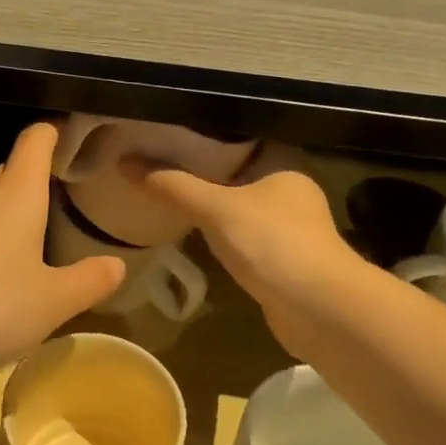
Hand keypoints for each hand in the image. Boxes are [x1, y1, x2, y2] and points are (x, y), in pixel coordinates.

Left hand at [0, 123, 124, 373]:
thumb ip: (89, 280)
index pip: (35, 141)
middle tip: (63, 195)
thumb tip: (118, 264)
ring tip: (32, 229)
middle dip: (35, 174)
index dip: (53, 133)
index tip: (73, 139)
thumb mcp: (54, 301)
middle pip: (11, 167)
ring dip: (8, 205)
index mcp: (17, 195)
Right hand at [122, 148, 362, 361]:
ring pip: (241, 209)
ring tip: (170, 194)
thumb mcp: (215, 208)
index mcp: (284, 166)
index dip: (206, 137)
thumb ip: (172, 185)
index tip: (169, 134)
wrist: (320, 310)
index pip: (241, 140)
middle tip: (160, 164)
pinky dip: (222, 236)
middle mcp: (291, 194)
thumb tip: (125, 162)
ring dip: (213, 207)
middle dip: (204, 173)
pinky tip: (195, 234)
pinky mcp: (283, 263)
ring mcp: (290, 231)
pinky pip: (244, 239)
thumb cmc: (272, 243)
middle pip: (239, 175)